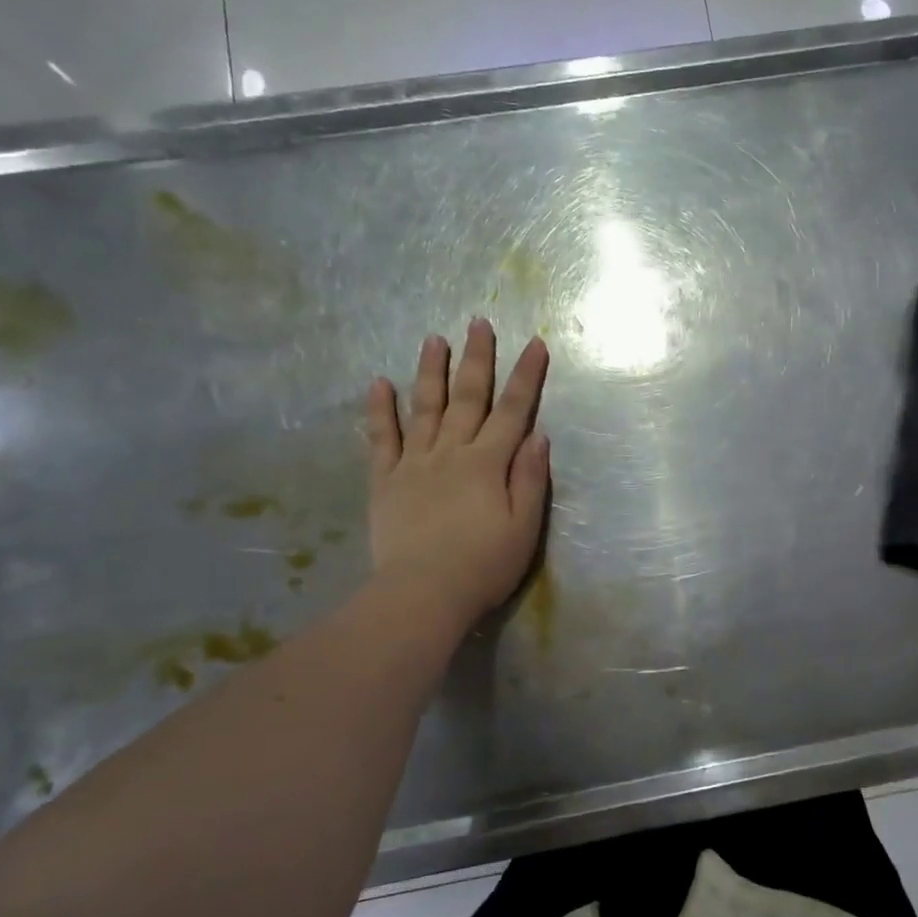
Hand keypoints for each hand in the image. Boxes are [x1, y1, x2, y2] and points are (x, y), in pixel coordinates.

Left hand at [366, 319, 549, 629]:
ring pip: (424, 408)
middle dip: (477, 358)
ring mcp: (414, 464)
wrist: (423, 594)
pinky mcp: (385, 481)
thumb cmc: (484, 565)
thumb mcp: (524, 527)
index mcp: (488, 464)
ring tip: (434, 339)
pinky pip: (381, 439)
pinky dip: (379, 410)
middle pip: (468, 398)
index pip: (513, 411)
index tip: (536, 343)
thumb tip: (538, 435)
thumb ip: (530, 478)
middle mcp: (451, 453)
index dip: (526, 376)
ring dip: (431, 371)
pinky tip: (379, 382)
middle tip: (479, 322)